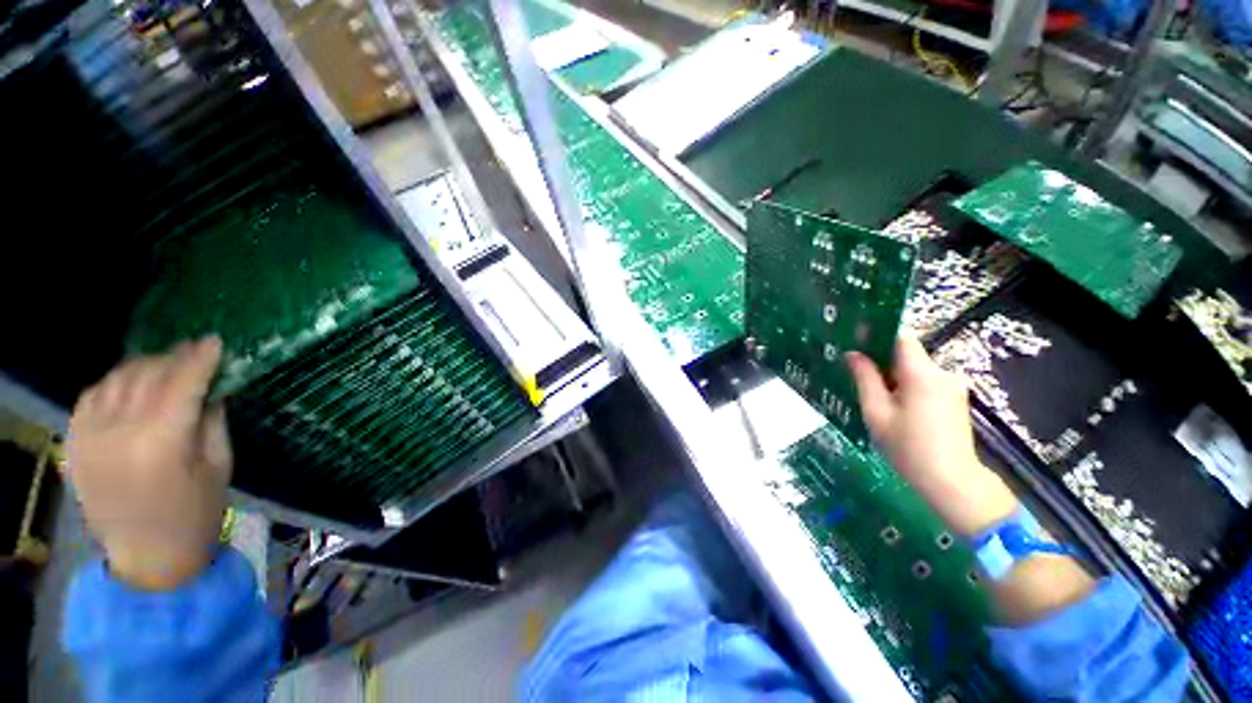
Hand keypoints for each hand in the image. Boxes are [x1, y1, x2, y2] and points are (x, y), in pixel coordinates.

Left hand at [68, 337, 231, 590]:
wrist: (146, 556)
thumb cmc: (195, 512)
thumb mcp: (218, 464)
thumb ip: (211, 420)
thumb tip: (213, 386)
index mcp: (162, 441)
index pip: (182, 382)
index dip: (200, 358)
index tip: (215, 342)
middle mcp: (120, 431)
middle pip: (146, 376)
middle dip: (173, 359)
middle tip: (193, 352)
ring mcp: (90, 436)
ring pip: (115, 380)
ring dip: (142, 367)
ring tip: (163, 366)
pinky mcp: (75, 442)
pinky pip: (91, 396)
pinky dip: (113, 383)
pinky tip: (129, 385)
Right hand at [846, 337, 1016, 535]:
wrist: (952, 482)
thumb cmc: (908, 447)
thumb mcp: (876, 412)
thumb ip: (864, 378)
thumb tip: (852, 354)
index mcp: (922, 374)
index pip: (901, 339)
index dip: (878, 338)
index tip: (856, 346)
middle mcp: (942, 373)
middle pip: (908, 356)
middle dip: (882, 363)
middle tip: (858, 379)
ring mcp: (953, 387)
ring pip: (916, 371)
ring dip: (894, 378)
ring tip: (875, 399)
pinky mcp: (955, 400)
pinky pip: (926, 383)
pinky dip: (908, 389)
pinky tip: (896, 410)